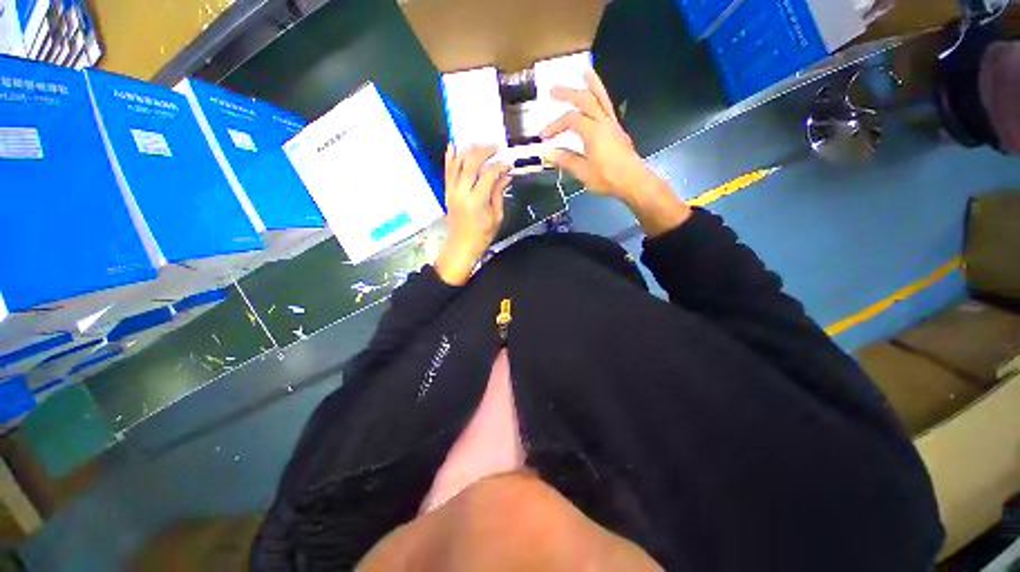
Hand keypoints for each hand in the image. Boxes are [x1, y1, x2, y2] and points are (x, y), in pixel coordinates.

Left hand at [435, 144, 510, 285]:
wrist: (460, 245)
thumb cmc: (481, 234)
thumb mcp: (497, 215)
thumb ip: (499, 192)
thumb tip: (505, 175)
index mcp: (477, 201)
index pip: (488, 174)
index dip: (499, 166)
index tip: (508, 163)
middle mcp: (462, 193)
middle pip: (471, 164)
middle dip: (484, 151)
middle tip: (495, 146)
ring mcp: (452, 190)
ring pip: (457, 164)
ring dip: (468, 150)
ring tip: (478, 143)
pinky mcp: (447, 191)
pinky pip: (448, 170)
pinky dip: (450, 157)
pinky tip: (453, 146)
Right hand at [540, 69, 657, 201]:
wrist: (635, 183)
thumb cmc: (609, 178)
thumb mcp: (583, 172)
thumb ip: (565, 159)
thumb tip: (546, 153)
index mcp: (593, 132)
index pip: (570, 120)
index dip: (554, 126)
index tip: (544, 138)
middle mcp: (603, 123)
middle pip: (585, 100)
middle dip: (567, 94)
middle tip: (552, 90)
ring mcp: (612, 124)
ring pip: (601, 98)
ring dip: (593, 83)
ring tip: (585, 70)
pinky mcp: (617, 129)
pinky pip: (608, 106)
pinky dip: (601, 95)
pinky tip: (596, 91)